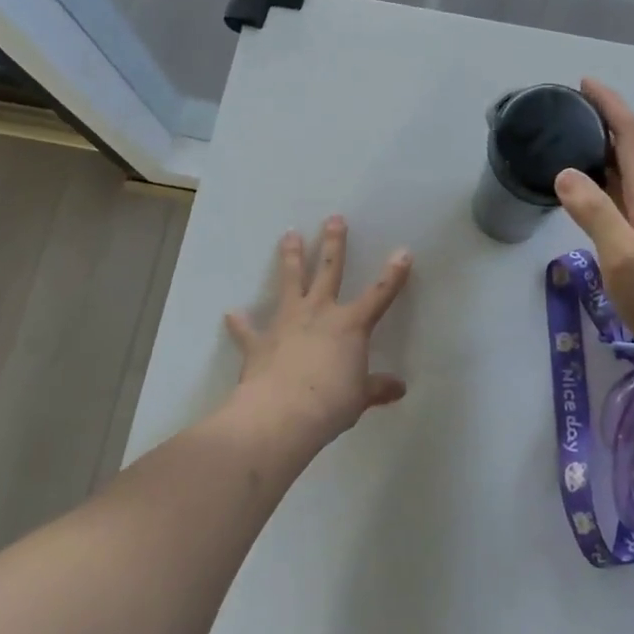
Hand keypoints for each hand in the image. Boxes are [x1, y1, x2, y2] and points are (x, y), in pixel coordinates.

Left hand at [224, 216, 412, 442]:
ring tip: (289, 234)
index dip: (394, 274)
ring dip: (290, 258)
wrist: (281, 414)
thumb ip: (377, 388)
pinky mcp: (259, 341)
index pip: (379, 294)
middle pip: (329, 271)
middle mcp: (320, 313)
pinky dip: (240, 323)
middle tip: (334, 218)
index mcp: (351, 325)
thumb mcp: (360, 398)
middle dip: (333, 244)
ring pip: (291, 282)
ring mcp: (287, 323)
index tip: (403, 251)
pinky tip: (231, 314)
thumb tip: (399, 389)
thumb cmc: (330, 404)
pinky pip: (248, 329)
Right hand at [554, 79, 633, 383]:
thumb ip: (594, 212)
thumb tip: (565, 172)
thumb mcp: (623, 254)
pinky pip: (621, 198)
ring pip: (625, 173)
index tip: (584, 83)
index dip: (609, 105)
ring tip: (568, 141)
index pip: (630, 135)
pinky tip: (584, 193)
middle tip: (566, 110)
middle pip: (629, 148)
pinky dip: (602, 182)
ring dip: (601, 150)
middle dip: (602, 121)